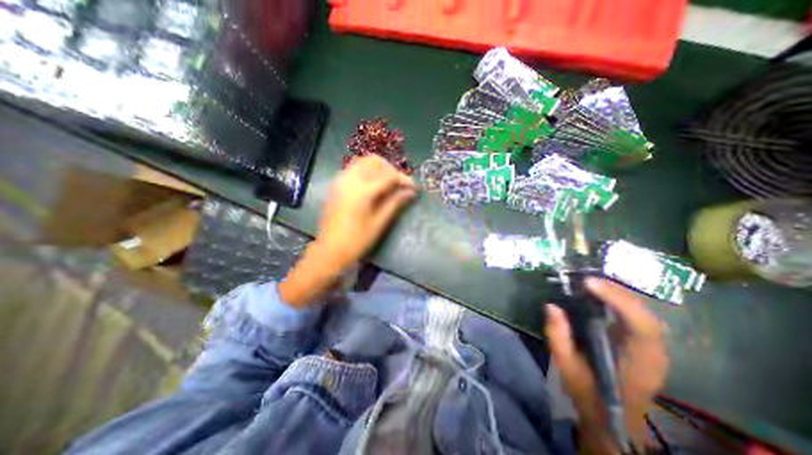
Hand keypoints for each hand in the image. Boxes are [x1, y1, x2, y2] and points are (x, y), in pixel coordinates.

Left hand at [280, 156, 413, 309]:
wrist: (329, 250)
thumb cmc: (356, 240)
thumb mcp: (379, 223)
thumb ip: (395, 203)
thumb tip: (410, 192)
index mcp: (362, 191)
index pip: (388, 176)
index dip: (403, 179)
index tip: (413, 187)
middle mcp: (349, 179)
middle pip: (374, 161)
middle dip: (390, 169)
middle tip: (400, 184)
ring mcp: (340, 180)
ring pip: (363, 162)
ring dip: (379, 169)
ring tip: (389, 184)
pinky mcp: (336, 185)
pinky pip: (354, 169)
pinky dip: (367, 172)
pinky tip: (374, 186)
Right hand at [541, 278, 669, 451]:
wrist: (613, 419)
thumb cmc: (591, 395)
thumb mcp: (567, 367)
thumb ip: (558, 337)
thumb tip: (551, 306)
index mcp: (640, 362)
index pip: (641, 325)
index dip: (617, 300)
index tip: (589, 283)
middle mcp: (653, 351)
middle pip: (643, 312)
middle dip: (615, 291)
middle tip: (585, 278)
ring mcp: (651, 346)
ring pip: (641, 310)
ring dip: (616, 292)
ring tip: (589, 282)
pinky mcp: (641, 341)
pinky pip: (633, 314)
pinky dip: (617, 299)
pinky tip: (599, 293)